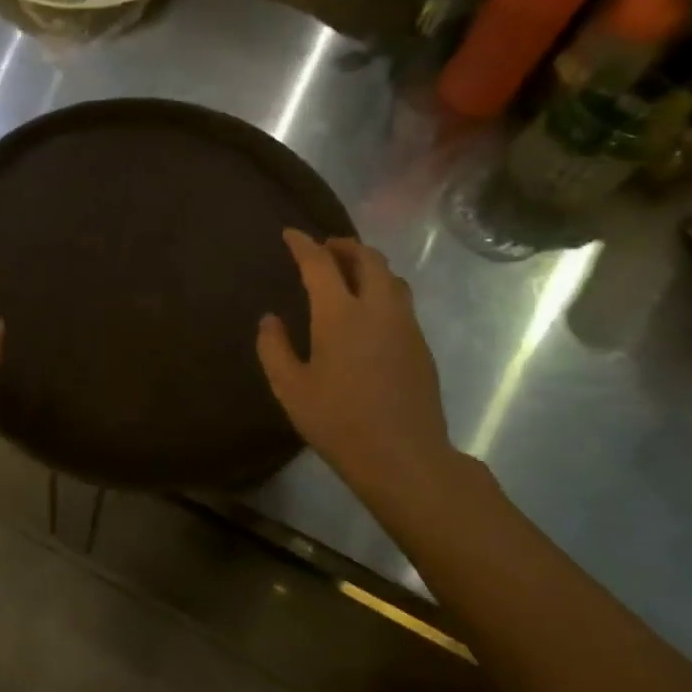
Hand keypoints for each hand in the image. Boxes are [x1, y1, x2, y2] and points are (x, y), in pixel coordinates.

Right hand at [256, 230, 459, 504]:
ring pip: (391, 277)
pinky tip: (368, 310)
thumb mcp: (290, 388)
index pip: (320, 263)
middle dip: (344, 245)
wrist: (404, 457)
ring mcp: (405, 325)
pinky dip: (382, 288)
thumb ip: (274, 348)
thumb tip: (270, 319)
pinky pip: (401, 299)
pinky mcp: (421, 345)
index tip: (290, 234)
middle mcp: (377, 309)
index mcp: (340, 314)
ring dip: (368, 264)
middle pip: (367, 258)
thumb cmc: (338, 421)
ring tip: (348, 272)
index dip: (303, 244)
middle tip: (324, 248)